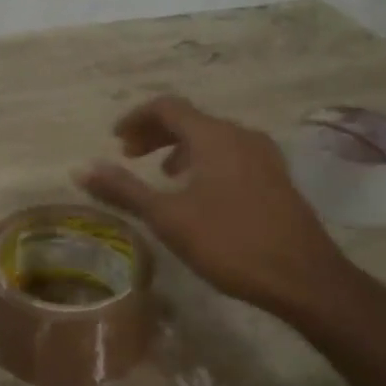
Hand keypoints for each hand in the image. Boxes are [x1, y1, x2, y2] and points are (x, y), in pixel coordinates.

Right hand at [76, 95, 351, 321]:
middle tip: (129, 155)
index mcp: (213, 136)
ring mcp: (264, 155)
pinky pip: (231, 154)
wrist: (305, 278)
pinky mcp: (276, 177)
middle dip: (155, 133)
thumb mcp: (168, 218)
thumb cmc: (230, 243)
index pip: (167, 107)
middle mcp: (240, 135)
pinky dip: (205, 160)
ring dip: (180, 147)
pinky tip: (200, 193)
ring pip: (212, 137)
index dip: (136, 118)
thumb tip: (80, 169)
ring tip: (161, 174)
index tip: (115, 140)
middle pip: (190, 120)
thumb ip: (124, 190)